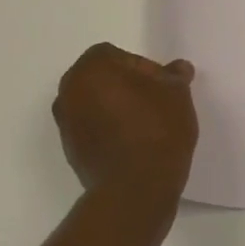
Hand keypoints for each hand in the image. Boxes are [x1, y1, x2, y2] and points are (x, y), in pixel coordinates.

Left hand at [54, 43, 198, 203]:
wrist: (135, 189)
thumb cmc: (156, 128)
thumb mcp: (176, 93)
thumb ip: (173, 76)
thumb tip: (178, 69)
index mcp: (91, 68)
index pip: (118, 56)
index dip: (143, 68)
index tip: (162, 87)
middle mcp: (70, 91)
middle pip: (102, 79)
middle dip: (127, 86)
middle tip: (155, 102)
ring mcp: (66, 124)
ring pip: (95, 104)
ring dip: (116, 109)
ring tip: (147, 125)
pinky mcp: (70, 152)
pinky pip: (92, 130)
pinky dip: (109, 131)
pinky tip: (134, 144)